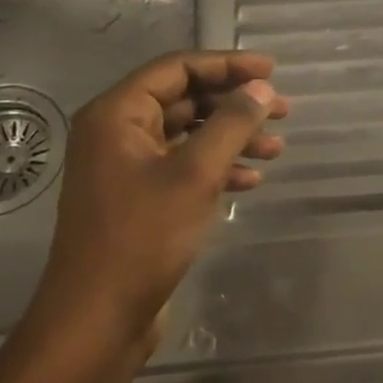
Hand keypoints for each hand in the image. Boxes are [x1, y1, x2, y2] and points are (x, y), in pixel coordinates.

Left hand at [26, 50, 289, 364]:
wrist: (99, 317)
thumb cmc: (143, 236)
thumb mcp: (196, 174)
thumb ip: (232, 124)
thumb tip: (262, 88)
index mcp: (117, 115)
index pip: (177, 69)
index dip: (227, 65)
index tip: (272, 71)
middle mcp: (117, 134)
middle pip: (185, 100)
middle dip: (235, 104)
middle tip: (283, 111)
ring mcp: (127, 168)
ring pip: (189, 136)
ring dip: (232, 138)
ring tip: (276, 149)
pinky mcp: (139, 199)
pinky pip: (184, 167)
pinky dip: (218, 168)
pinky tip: (252, 180)